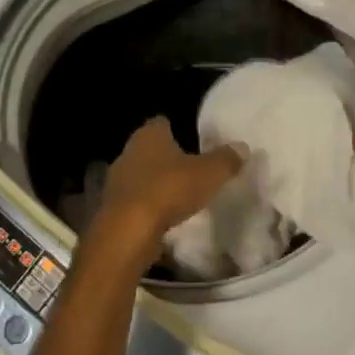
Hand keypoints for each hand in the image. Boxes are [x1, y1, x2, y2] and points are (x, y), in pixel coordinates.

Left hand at [92, 118, 244, 262]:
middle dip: (167, 158)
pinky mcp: (112, 208)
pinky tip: (164, 216)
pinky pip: (135, 201)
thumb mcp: (209, 173)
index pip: (161, 123)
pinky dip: (148, 206)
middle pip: (149, 149)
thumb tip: (242, 147)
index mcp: (149, 135)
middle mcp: (128, 152)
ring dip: (156, 183)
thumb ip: (226, 159)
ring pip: (140, 176)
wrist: (128, 231)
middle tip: (190, 167)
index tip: (192, 138)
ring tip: (179, 194)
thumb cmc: (169, 190)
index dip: (177, 128)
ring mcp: (116, 181)